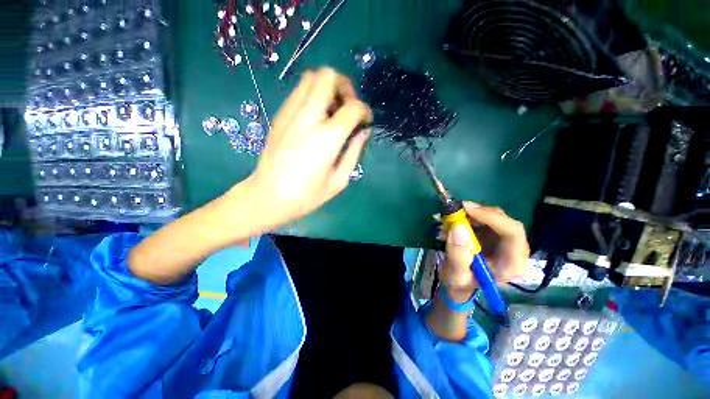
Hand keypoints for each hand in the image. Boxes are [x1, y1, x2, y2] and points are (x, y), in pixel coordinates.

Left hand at [243, 68, 371, 224]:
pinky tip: (318, 117)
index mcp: (327, 137)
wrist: (268, 196)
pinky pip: (300, 91)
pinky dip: (314, 94)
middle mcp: (308, 117)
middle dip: (345, 86)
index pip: (354, 107)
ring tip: (334, 111)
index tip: (365, 122)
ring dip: (329, 88)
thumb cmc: (307, 195)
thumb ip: (354, 152)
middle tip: (348, 107)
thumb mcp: (339, 180)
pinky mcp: (280, 114)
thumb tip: (363, 131)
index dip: (365, 111)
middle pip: (329, 76)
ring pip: (312, 77)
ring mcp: (290, 112)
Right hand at [439, 202, 530, 297]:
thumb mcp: (456, 275)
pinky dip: (465, 216)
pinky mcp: (493, 233)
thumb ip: (458, 254)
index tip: (467, 209)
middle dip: (477, 213)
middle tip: (454, 209)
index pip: (513, 232)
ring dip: (468, 214)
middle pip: (503, 221)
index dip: (492, 217)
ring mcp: (504, 239)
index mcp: (512, 264)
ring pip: (492, 216)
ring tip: (446, 218)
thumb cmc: (461, 284)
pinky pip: (482, 218)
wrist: (461, 285)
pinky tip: (450, 222)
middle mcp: (514, 249)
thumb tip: (458, 226)